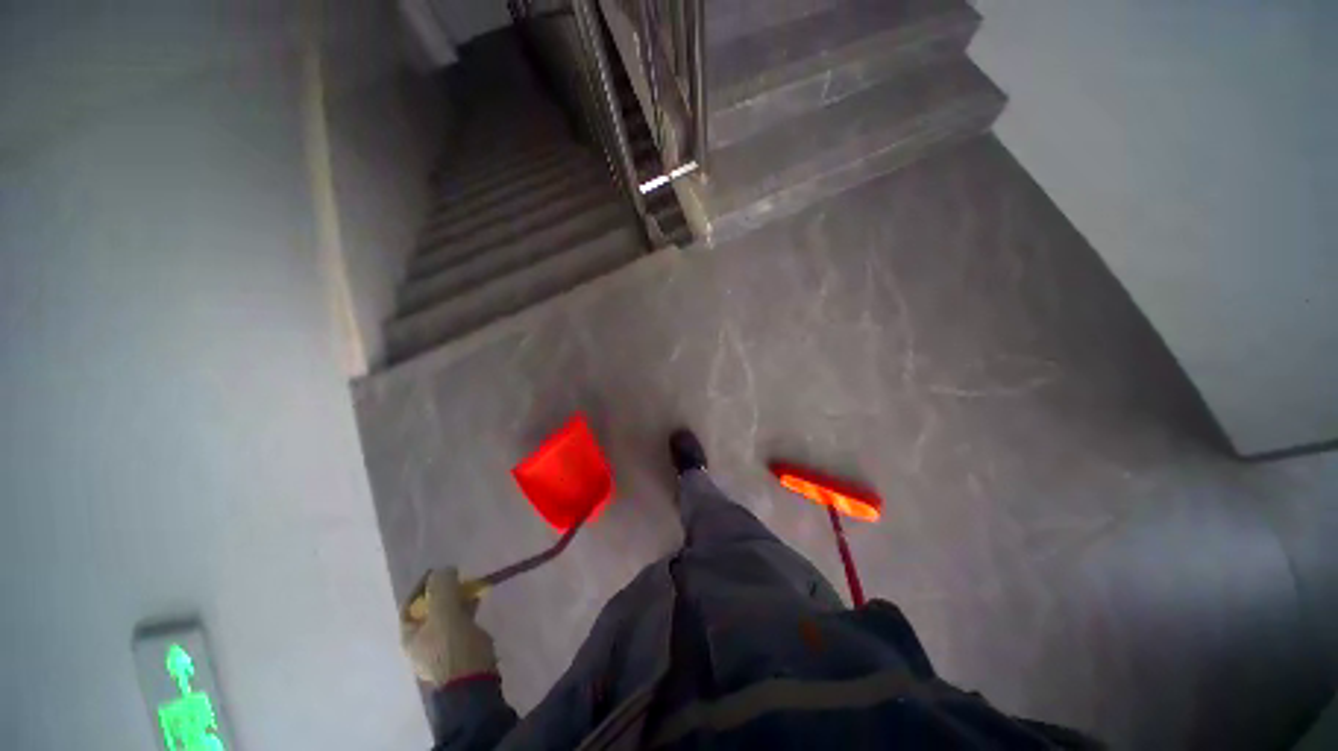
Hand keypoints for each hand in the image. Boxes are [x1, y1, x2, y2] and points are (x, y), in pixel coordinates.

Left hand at [400, 567, 497, 685]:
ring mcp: (440, 645)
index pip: (410, 604)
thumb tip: (444, 569)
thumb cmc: (452, 646)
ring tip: (472, 587)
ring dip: (457, 599)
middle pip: (429, 609)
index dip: (423, 585)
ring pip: (446, 614)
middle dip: (444, 591)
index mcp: (410, 636)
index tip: (439, 570)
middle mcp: (421, 641)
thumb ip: (442, 588)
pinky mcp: (459, 647)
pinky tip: (478, 600)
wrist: (472, 679)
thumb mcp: (445, 612)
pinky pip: (460, 621)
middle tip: (459, 578)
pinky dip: (466, 609)